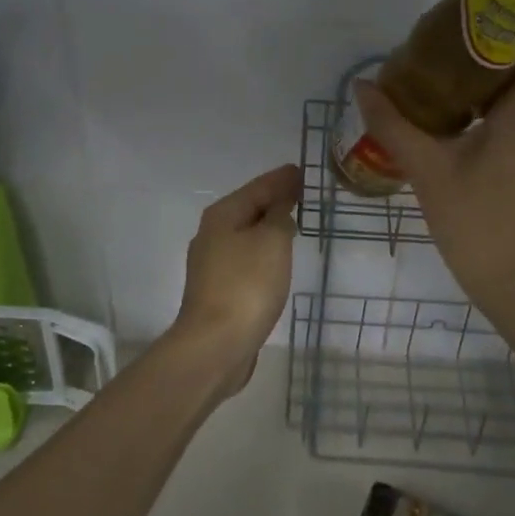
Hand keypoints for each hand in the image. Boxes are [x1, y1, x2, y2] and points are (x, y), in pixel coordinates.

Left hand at [164, 163, 301, 396]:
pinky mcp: (218, 290)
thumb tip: (280, 205)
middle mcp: (212, 235)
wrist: (215, 345)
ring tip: (293, 223)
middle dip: (274, 200)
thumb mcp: (272, 241)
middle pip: (249, 209)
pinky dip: (263, 252)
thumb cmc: (247, 285)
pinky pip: (247, 259)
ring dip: (269, 227)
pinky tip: (277, 259)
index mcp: (223, 215)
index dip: (281, 179)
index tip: (301, 171)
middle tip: (302, 194)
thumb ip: (280, 216)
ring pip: (247, 235)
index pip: (258, 187)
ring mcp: (212, 265)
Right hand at [352, 26, 514, 312]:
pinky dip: (491, 110)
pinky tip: (453, 121)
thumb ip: (393, 124)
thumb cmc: (473, 220)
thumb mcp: (426, 169)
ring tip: (438, 81)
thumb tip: (362, 86)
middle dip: (486, 52)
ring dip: (485, 83)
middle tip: (437, 50)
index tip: (476, 16)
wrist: (512, 281)